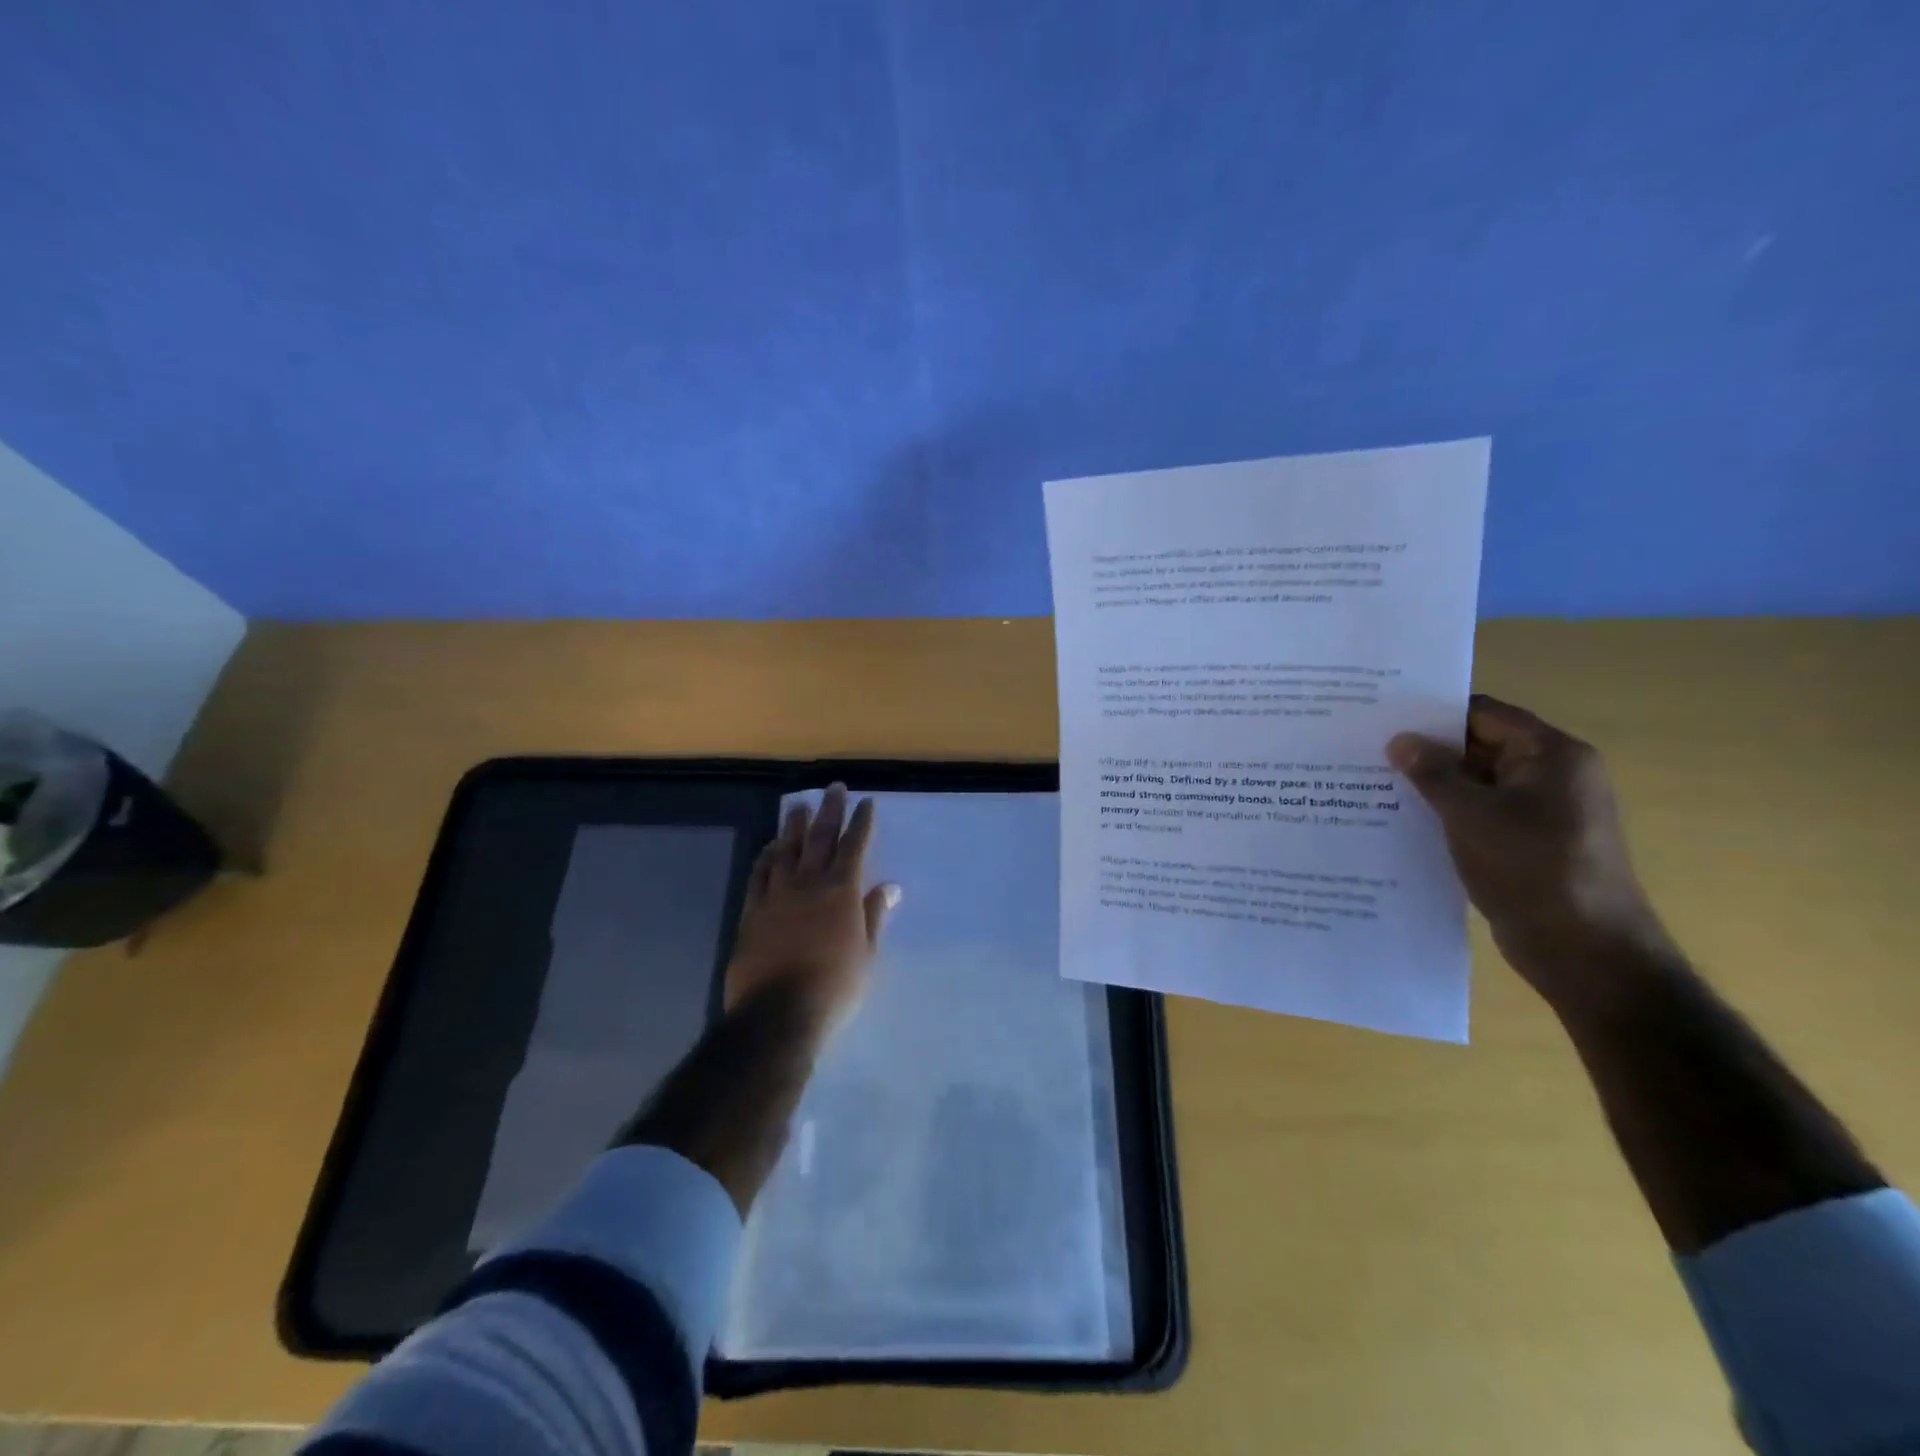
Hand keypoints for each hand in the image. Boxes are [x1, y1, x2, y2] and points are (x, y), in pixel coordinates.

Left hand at [725, 783, 899, 1031]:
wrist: (779, 1014)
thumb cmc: (834, 987)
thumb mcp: (866, 955)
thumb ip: (874, 916)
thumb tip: (889, 887)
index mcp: (841, 892)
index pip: (854, 847)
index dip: (861, 823)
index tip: (866, 802)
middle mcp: (809, 884)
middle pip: (820, 838)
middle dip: (829, 811)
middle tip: (833, 788)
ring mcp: (777, 895)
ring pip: (786, 850)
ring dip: (793, 825)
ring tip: (797, 804)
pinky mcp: (752, 911)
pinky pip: (759, 874)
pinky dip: (766, 856)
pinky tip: (769, 847)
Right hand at [1388, 695, 1673, 1013]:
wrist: (1584, 951)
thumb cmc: (1530, 869)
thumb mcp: (1470, 814)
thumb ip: (1432, 772)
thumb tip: (1400, 740)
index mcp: (1552, 755)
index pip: (1484, 714)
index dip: (1433, 713)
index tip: (1383, 717)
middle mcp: (1553, 775)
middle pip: (1480, 746)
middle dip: (1428, 750)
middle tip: (1368, 750)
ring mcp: (1543, 812)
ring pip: (1477, 783)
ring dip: (1433, 785)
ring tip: (1374, 784)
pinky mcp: (1529, 843)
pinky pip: (1481, 814)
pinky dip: (1447, 813)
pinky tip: (1403, 819)